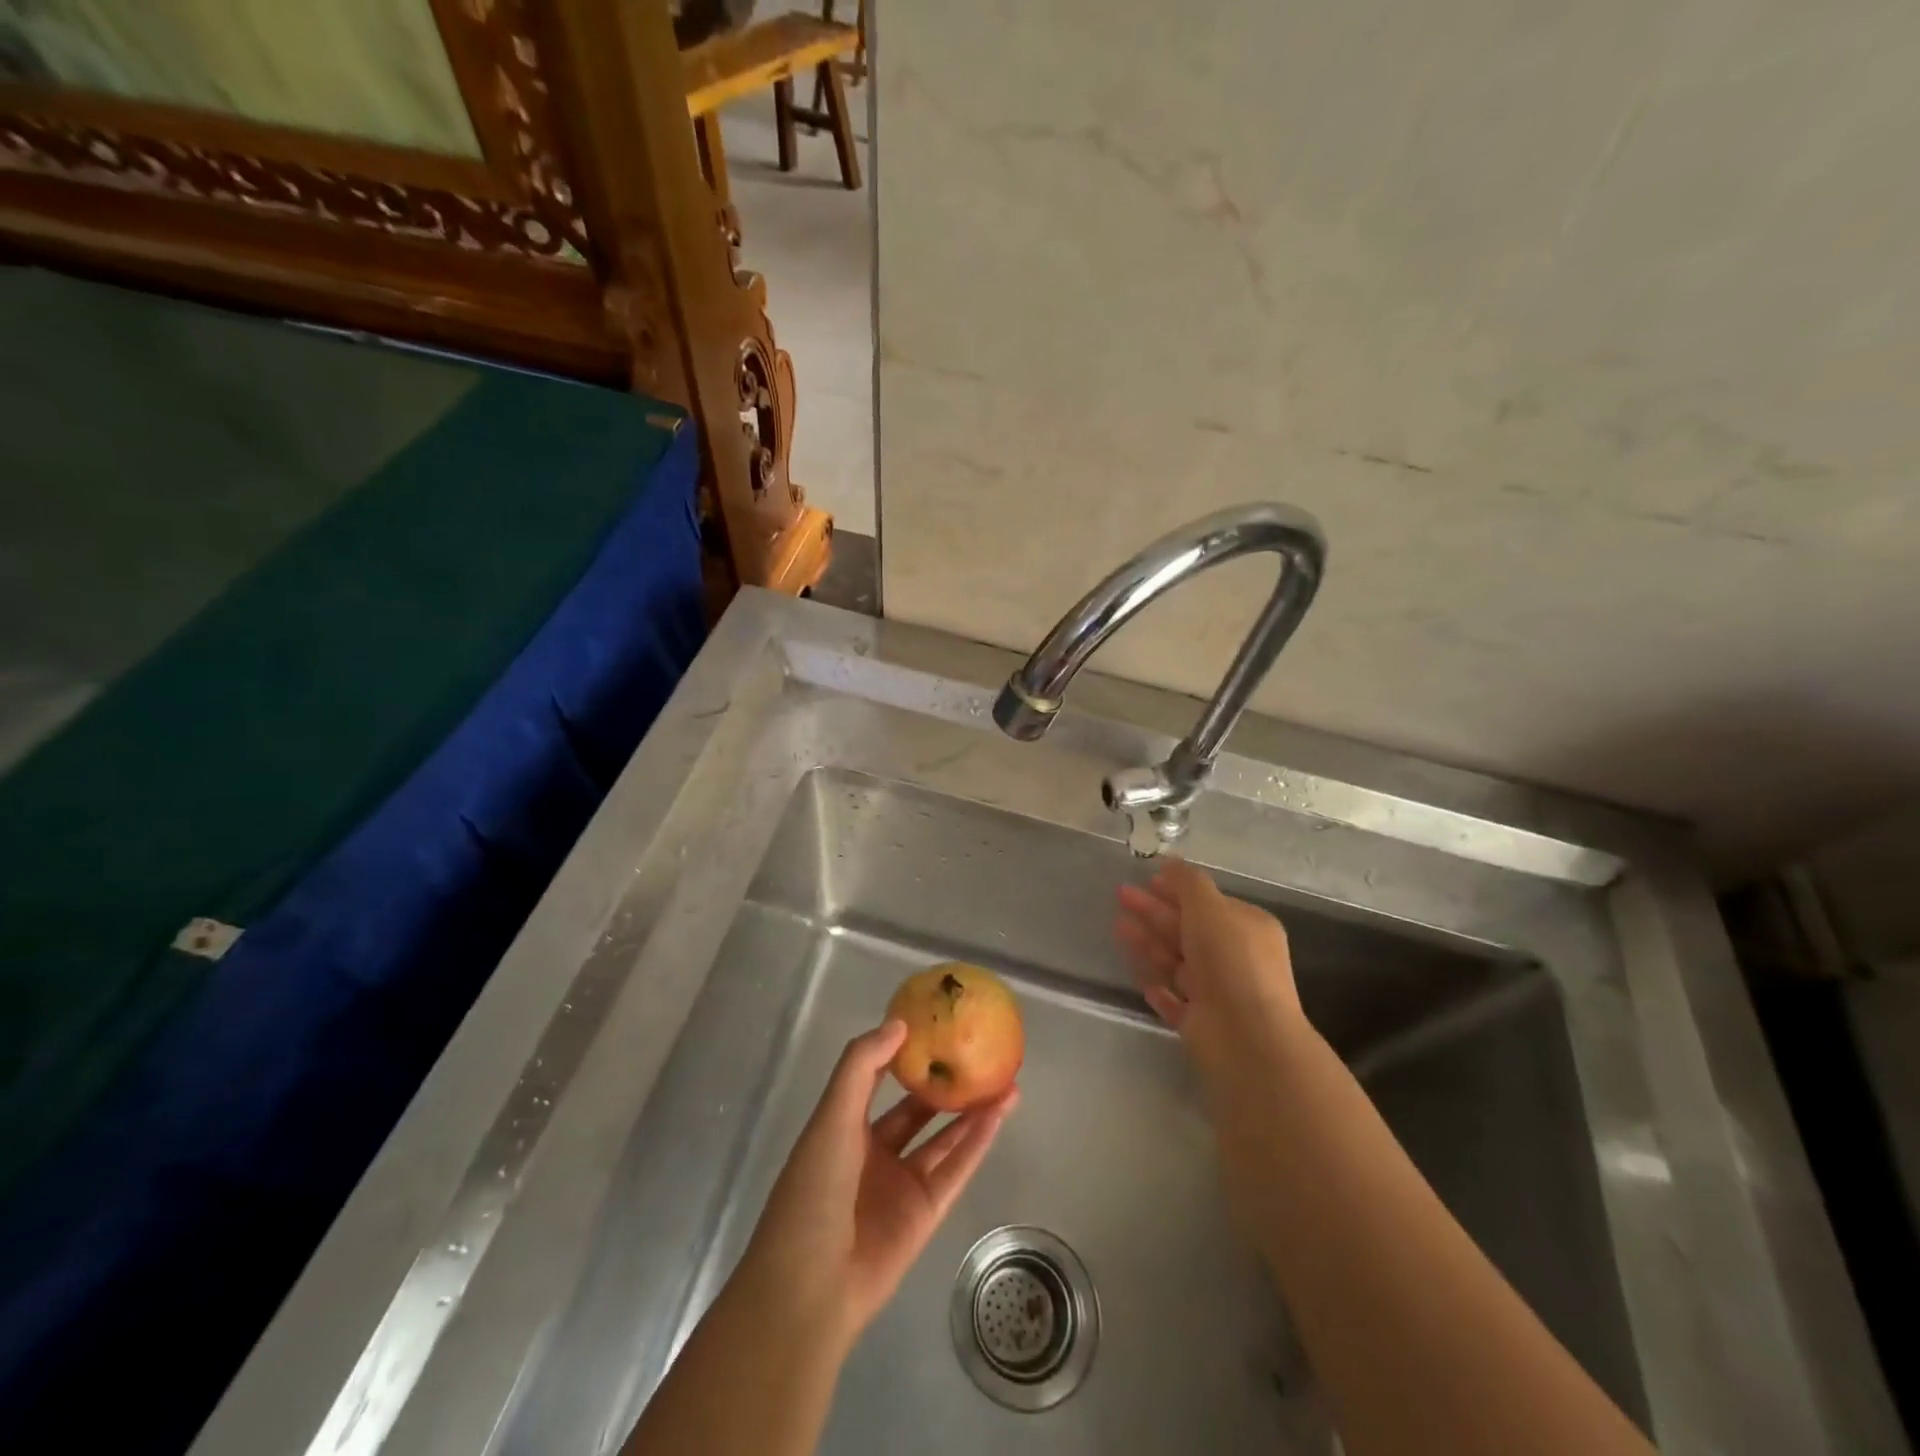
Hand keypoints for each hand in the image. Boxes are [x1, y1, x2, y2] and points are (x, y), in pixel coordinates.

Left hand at [737, 1020, 1015, 1349]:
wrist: (810, 1287)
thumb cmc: (813, 1189)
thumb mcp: (831, 1117)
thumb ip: (862, 1067)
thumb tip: (899, 1023)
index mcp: (844, 1128)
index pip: (876, 1081)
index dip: (901, 1054)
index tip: (932, 1026)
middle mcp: (874, 1153)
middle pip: (917, 1111)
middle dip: (945, 1084)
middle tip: (978, 1054)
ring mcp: (901, 1184)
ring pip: (944, 1139)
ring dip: (972, 1111)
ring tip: (1005, 1080)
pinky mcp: (925, 1213)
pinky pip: (956, 1170)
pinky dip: (977, 1143)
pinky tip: (999, 1114)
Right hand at [1116, 859, 1306, 1094]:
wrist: (1245, 1036)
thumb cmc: (1230, 960)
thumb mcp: (1209, 907)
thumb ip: (1188, 882)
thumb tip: (1171, 861)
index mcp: (1246, 928)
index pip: (1208, 903)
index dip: (1177, 889)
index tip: (1147, 879)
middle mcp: (1235, 958)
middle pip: (1187, 929)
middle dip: (1154, 911)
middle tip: (1121, 894)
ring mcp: (1218, 993)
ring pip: (1176, 962)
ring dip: (1149, 943)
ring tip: (1117, 926)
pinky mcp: (1201, 1023)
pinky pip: (1174, 1000)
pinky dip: (1158, 989)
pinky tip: (1141, 981)